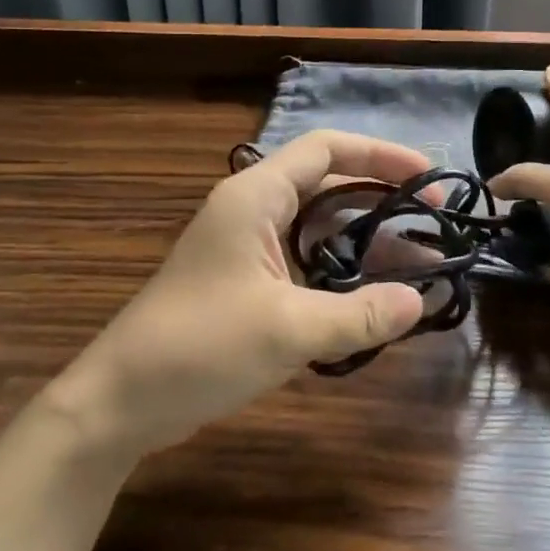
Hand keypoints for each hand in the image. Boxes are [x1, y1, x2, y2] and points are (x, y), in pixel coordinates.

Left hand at [43, 131, 429, 458]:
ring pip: (317, 225)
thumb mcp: (289, 330)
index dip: (381, 154)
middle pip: (327, 182)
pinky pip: (303, 257)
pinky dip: (339, 268)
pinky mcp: (243, 279)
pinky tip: (370, 295)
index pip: (326, 148)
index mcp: (256, 196)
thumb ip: (360, 314)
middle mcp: (251, 208)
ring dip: (363, 239)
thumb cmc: (200, 348)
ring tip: (415, 262)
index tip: (427, 176)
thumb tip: (419, 302)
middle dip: (380, 198)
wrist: (120, 402)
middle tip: (430, 222)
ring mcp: (245, 245)